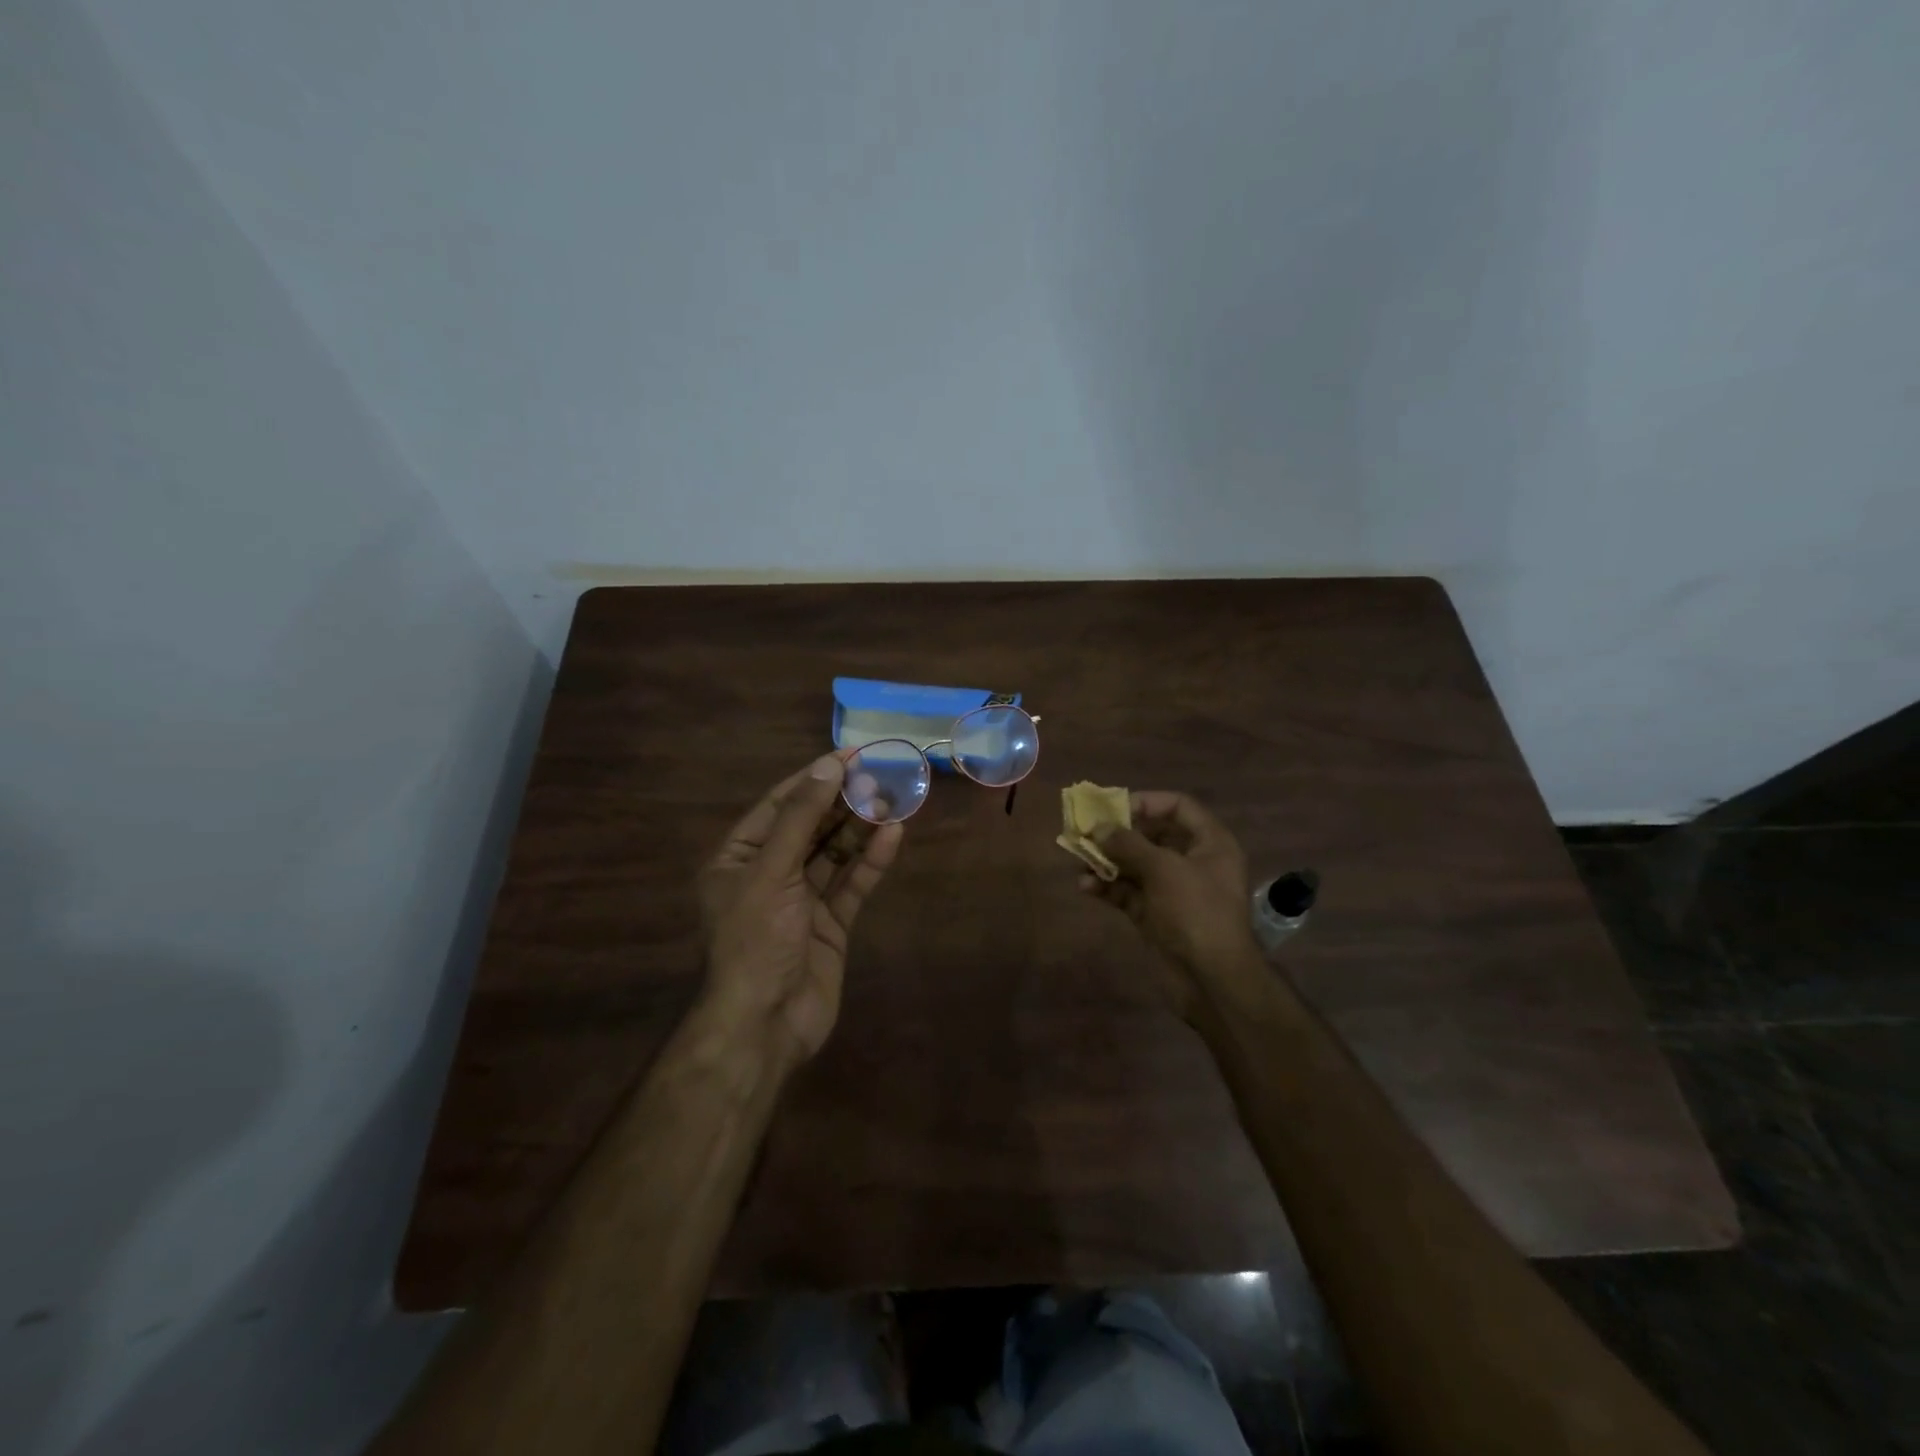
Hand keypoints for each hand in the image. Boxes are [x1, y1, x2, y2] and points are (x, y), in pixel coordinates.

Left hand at [697, 752, 904, 1068]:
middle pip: (811, 826)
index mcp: (739, 859)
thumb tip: (827, 768)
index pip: (780, 805)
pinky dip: (871, 862)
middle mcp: (769, 874)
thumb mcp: (771, 872)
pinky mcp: (830, 925)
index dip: (814, 778)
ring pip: (835, 853)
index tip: (850, 755)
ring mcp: (802, 901)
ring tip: (894, 798)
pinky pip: (852, 885)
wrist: (764, 1025)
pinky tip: (893, 836)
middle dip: (843, 801)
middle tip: (880, 774)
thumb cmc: (755, 941)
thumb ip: (801, 819)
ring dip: (861, 827)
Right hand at [1078, 790, 1263, 1017]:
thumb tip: (1099, 828)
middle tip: (1087, 831)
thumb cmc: (1196, 912)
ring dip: (1107, 861)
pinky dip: (1108, 888)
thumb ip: (1128, 844)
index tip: (1114, 808)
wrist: (1212, 980)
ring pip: (1136, 866)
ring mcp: (1174, 891)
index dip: (1147, 802)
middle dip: (1118, 835)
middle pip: (1153, 836)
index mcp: (1210, 843)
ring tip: (1079, 859)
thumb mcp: (1163, 869)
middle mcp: (1194, 862)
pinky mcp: (1157, 916)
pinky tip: (1084, 886)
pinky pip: (1129, 893)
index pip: (1179, 807)